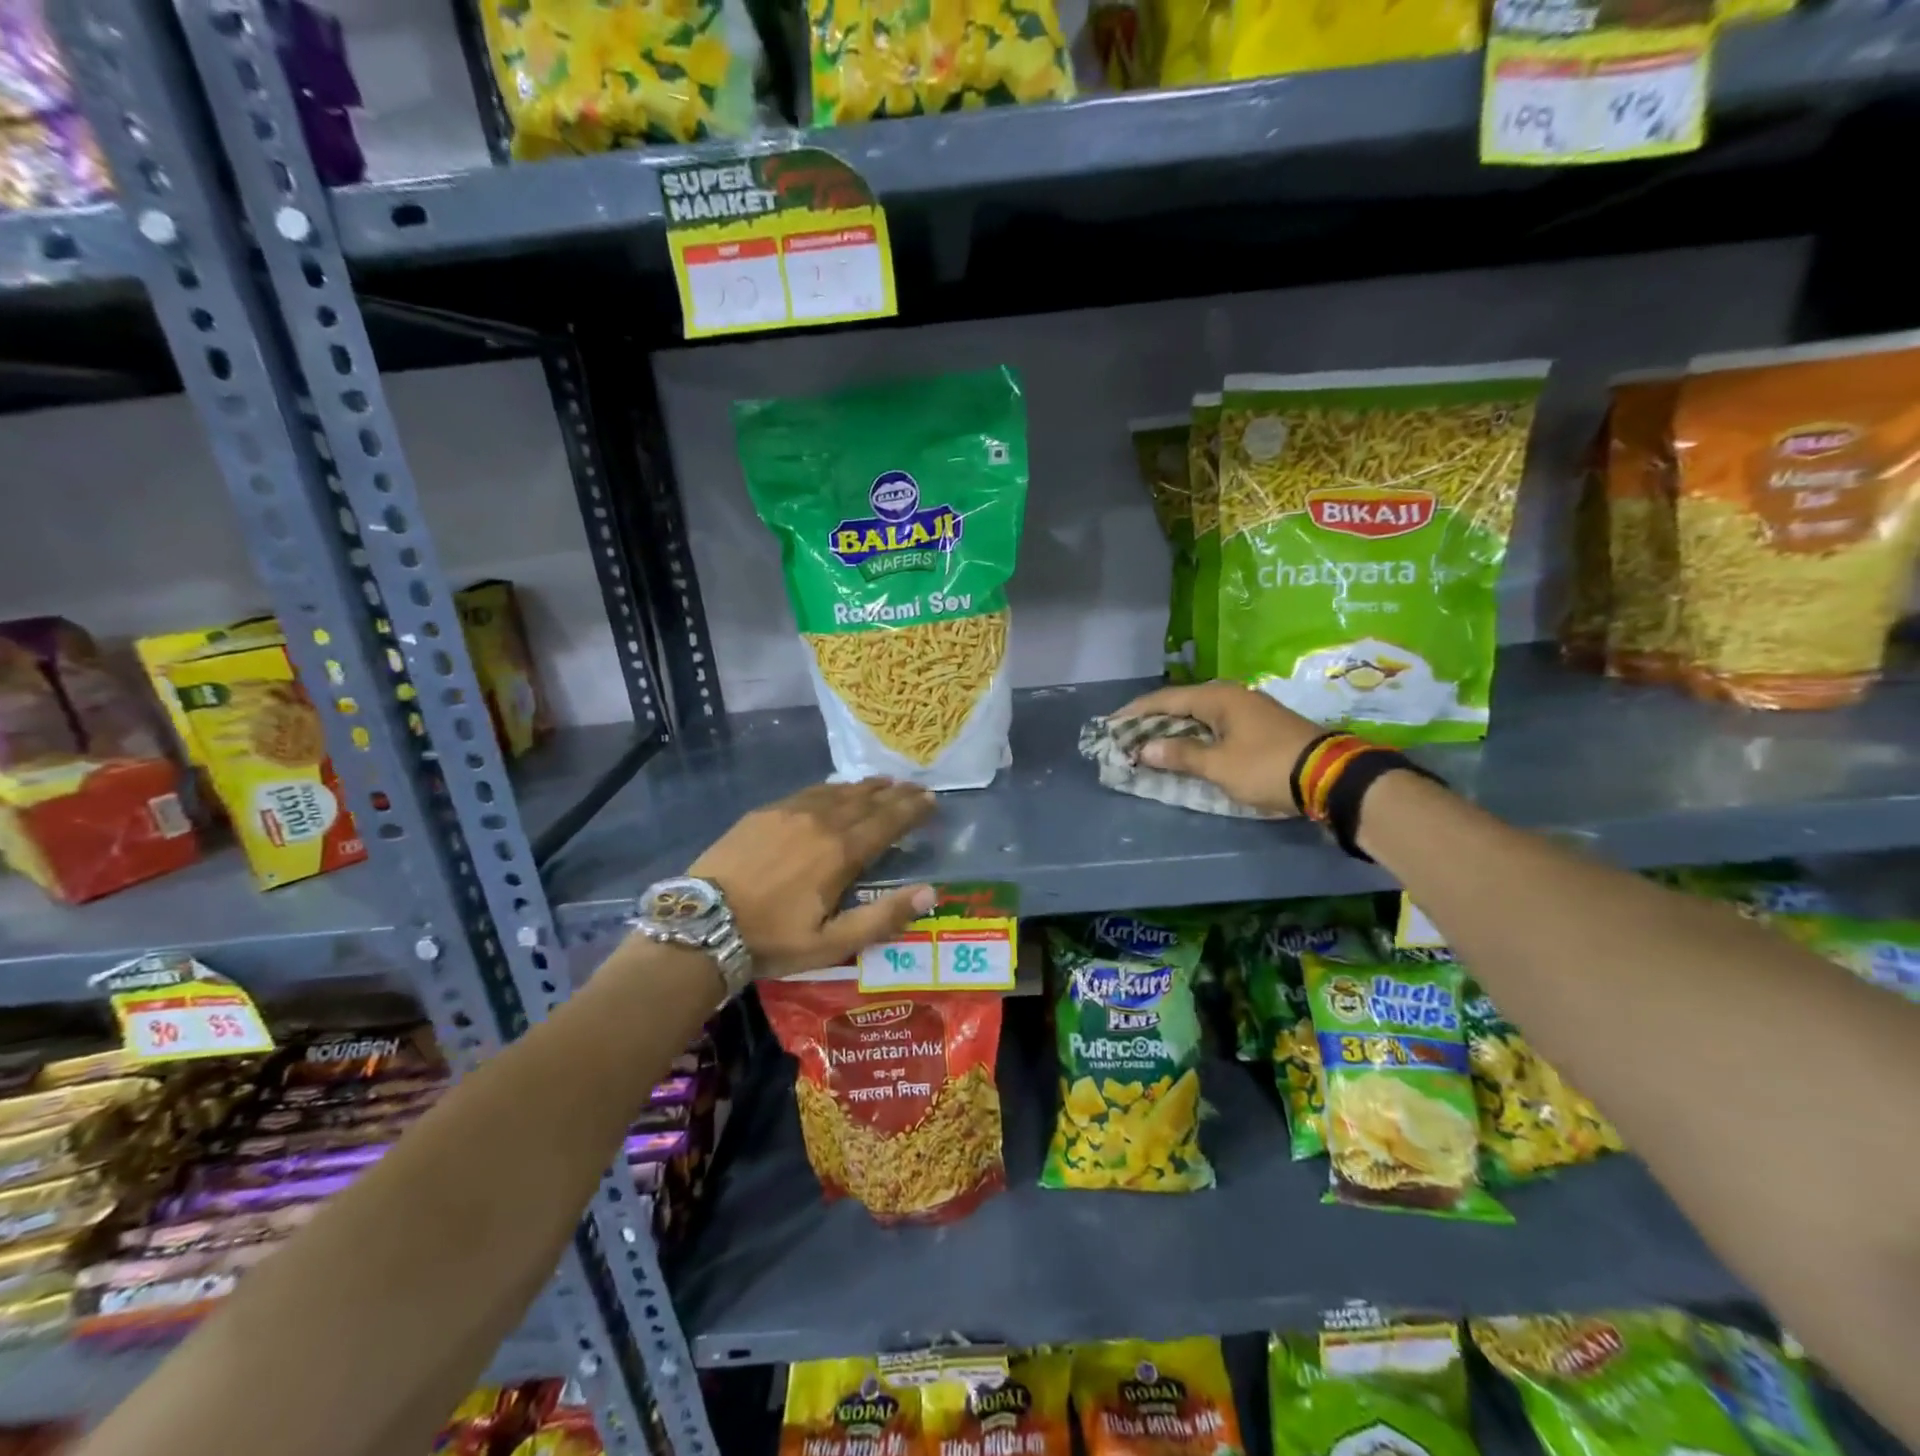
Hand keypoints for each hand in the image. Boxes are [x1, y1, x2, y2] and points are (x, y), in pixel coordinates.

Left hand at [688, 779, 937, 978]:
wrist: (704, 923)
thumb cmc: (772, 939)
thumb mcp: (832, 943)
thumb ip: (882, 916)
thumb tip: (929, 892)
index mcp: (841, 853)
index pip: (887, 822)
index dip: (912, 810)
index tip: (932, 800)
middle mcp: (821, 822)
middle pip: (867, 801)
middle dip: (896, 794)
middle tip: (917, 787)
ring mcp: (790, 812)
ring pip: (838, 792)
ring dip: (866, 787)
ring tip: (885, 782)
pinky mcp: (765, 812)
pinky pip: (809, 791)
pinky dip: (833, 788)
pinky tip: (837, 789)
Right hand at [1111, 680, 1324, 815]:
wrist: (1332, 777)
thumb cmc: (1268, 767)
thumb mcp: (1219, 765)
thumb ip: (1180, 755)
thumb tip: (1145, 747)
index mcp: (1219, 698)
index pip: (1166, 699)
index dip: (1136, 712)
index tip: (1110, 723)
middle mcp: (1232, 697)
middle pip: (1182, 705)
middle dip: (1152, 721)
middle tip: (1126, 736)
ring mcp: (1249, 711)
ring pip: (1199, 717)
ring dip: (1174, 730)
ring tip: (1149, 744)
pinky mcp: (1260, 728)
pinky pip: (1215, 727)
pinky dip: (1195, 737)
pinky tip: (1185, 750)